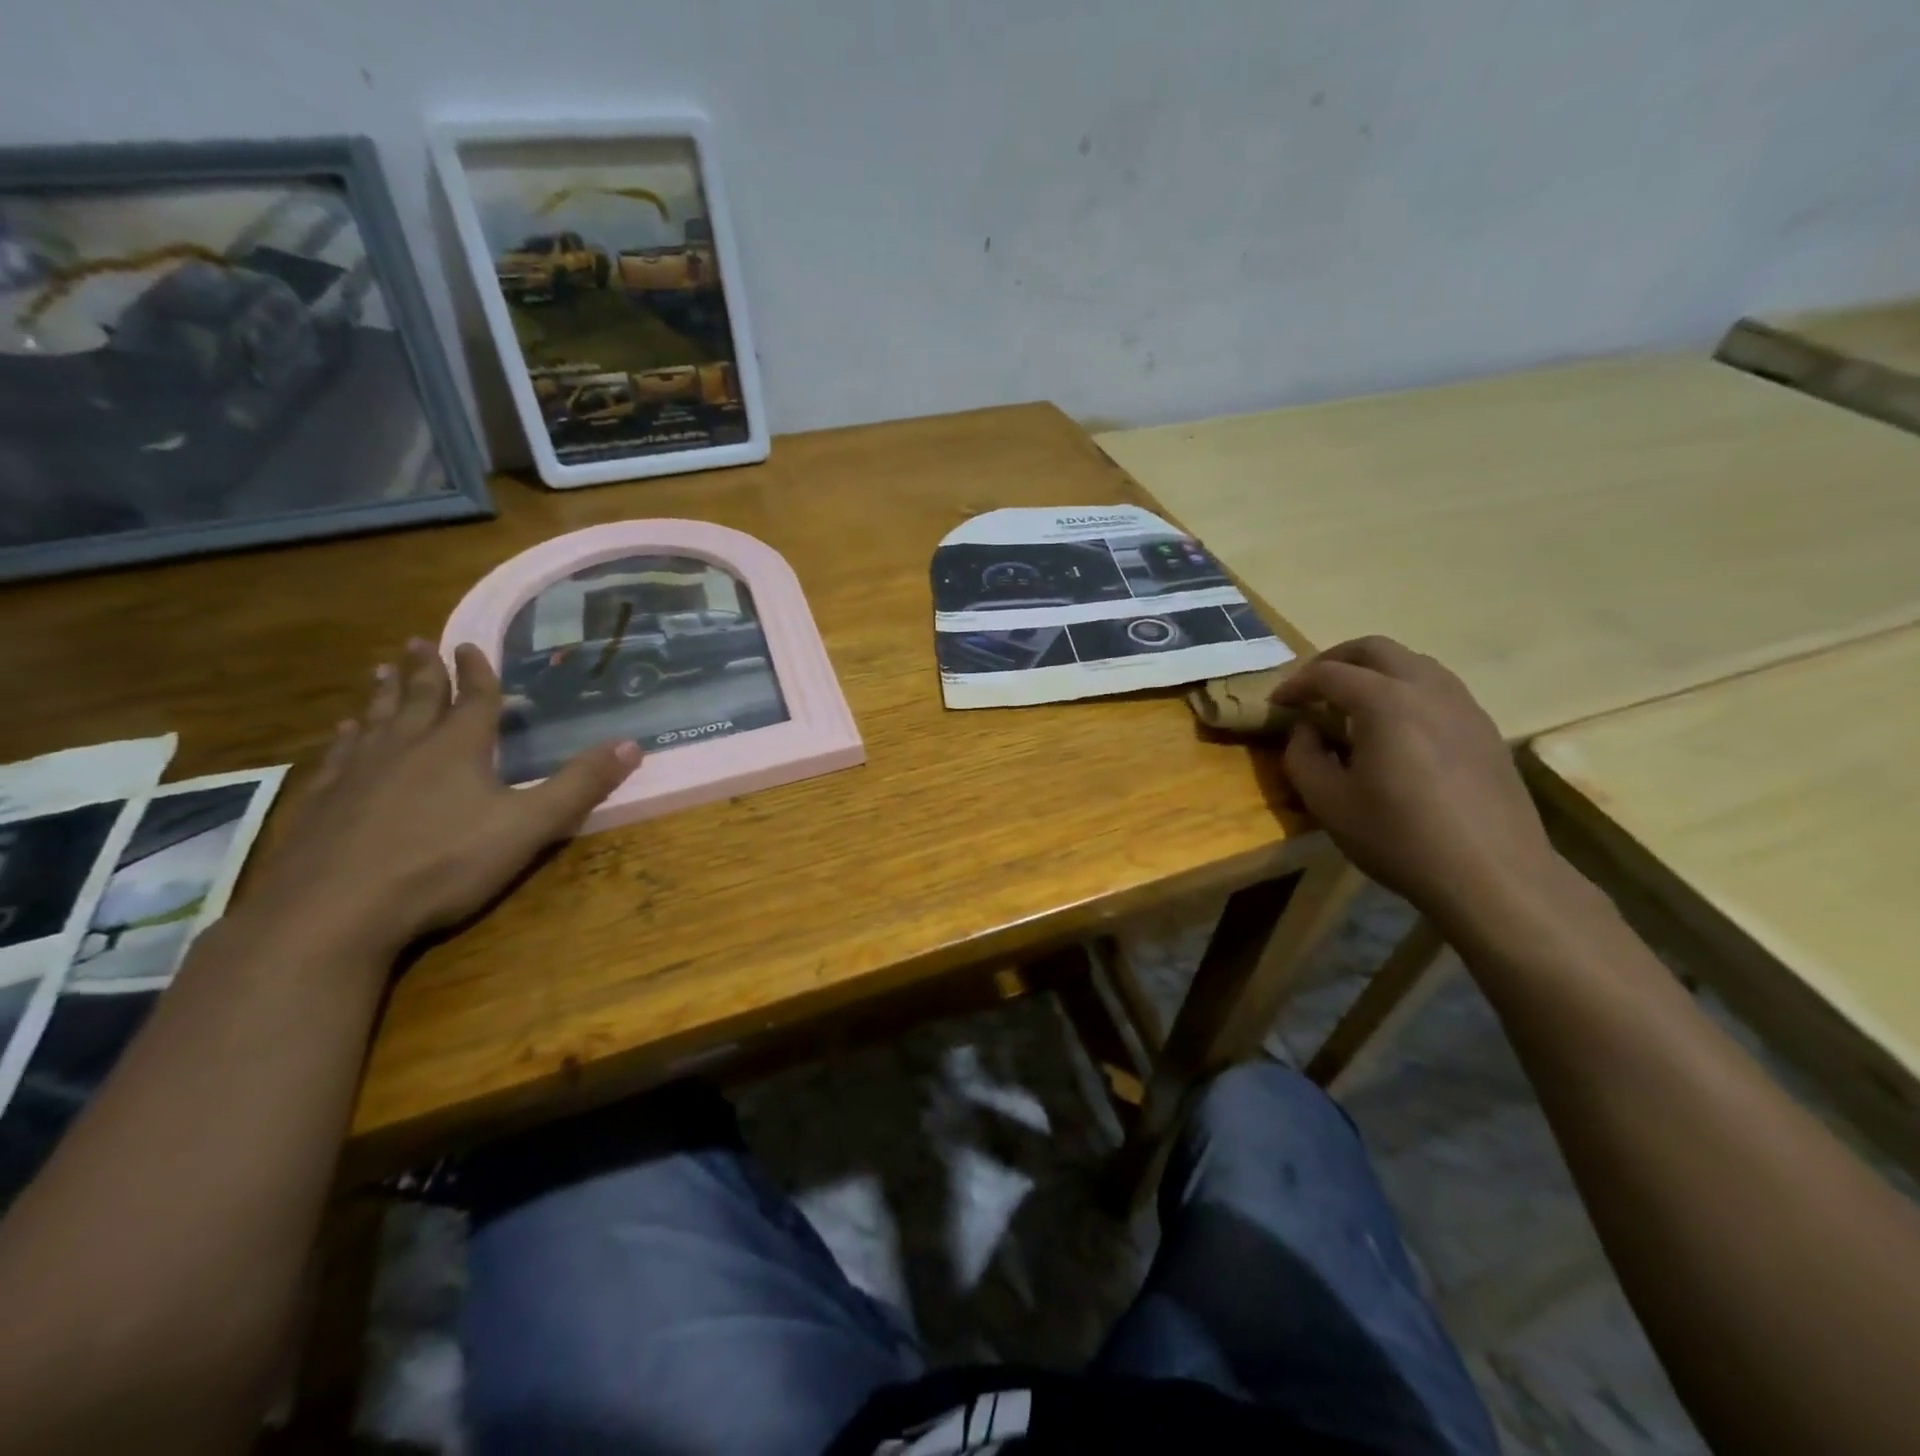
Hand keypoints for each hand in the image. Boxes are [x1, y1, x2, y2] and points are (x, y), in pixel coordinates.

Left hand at [248, 640, 641, 957]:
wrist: (334, 911)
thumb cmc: (443, 863)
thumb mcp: (530, 826)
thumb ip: (580, 785)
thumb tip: (632, 744)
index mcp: (457, 749)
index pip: (473, 700)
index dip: (477, 672)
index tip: (470, 644)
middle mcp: (405, 749)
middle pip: (417, 700)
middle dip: (424, 671)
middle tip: (418, 642)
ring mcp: (358, 774)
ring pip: (375, 721)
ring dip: (383, 695)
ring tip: (381, 673)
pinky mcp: (323, 803)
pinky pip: (338, 756)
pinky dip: (346, 738)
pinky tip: (343, 735)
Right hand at [1273, 637, 1564, 932]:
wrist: (1492, 875)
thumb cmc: (1399, 838)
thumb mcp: (1328, 803)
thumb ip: (1303, 757)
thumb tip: (1304, 731)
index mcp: (1385, 702)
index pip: (1328, 673)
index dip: (1295, 684)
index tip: (1276, 703)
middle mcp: (1427, 688)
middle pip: (1375, 649)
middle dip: (1334, 660)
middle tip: (1310, 687)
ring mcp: (1463, 705)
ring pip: (1411, 662)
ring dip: (1373, 671)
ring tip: (1350, 704)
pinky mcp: (1484, 728)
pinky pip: (1437, 687)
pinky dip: (1403, 690)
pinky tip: (1394, 728)